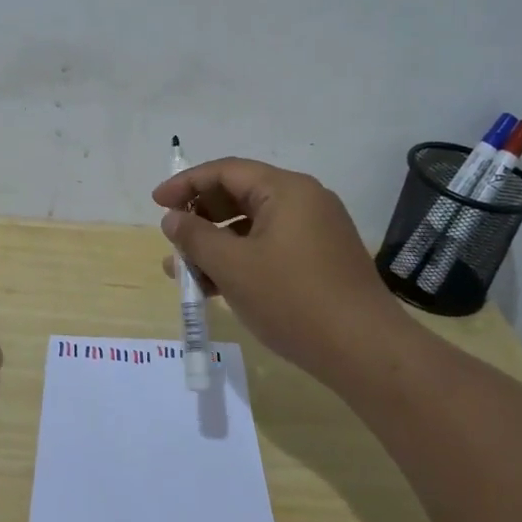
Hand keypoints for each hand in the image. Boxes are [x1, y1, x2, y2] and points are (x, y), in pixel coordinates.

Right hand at [154, 158, 405, 386]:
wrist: (365, 350)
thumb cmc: (293, 299)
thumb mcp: (233, 267)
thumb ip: (196, 237)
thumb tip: (172, 218)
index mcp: (286, 190)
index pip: (226, 171)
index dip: (186, 184)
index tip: (156, 203)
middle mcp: (305, 201)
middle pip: (240, 195)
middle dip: (201, 216)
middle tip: (172, 239)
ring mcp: (316, 231)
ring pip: (253, 226)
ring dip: (217, 243)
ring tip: (185, 270)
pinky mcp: (321, 259)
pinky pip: (270, 246)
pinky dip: (241, 259)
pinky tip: (216, 286)